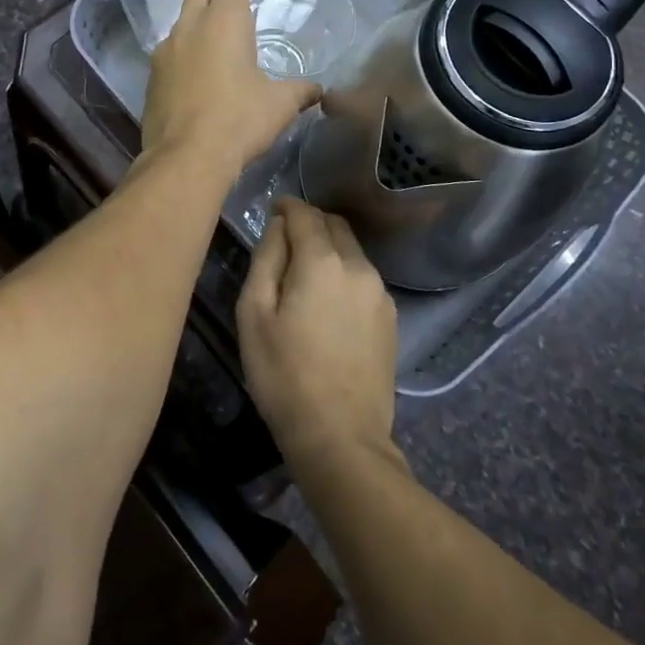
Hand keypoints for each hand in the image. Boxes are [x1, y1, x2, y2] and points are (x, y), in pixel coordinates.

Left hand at [141, 0, 320, 176]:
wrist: (186, 157)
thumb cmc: (239, 120)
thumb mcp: (280, 105)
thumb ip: (300, 90)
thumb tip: (319, 90)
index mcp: (224, 22)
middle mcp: (190, 27)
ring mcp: (165, 52)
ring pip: (181, 20)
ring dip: (197, 17)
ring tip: (215, 31)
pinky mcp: (152, 77)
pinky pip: (170, 50)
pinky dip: (185, 47)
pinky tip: (195, 66)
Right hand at [237, 197, 398, 469]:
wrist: (341, 437)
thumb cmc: (283, 375)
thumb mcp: (254, 314)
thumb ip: (266, 259)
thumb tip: (278, 227)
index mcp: (323, 262)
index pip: (305, 214)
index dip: (287, 206)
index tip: (273, 209)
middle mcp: (359, 267)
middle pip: (334, 226)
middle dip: (310, 223)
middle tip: (285, 239)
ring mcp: (380, 293)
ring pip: (352, 251)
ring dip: (328, 248)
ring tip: (304, 272)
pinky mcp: (391, 318)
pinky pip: (363, 278)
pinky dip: (343, 273)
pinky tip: (327, 300)